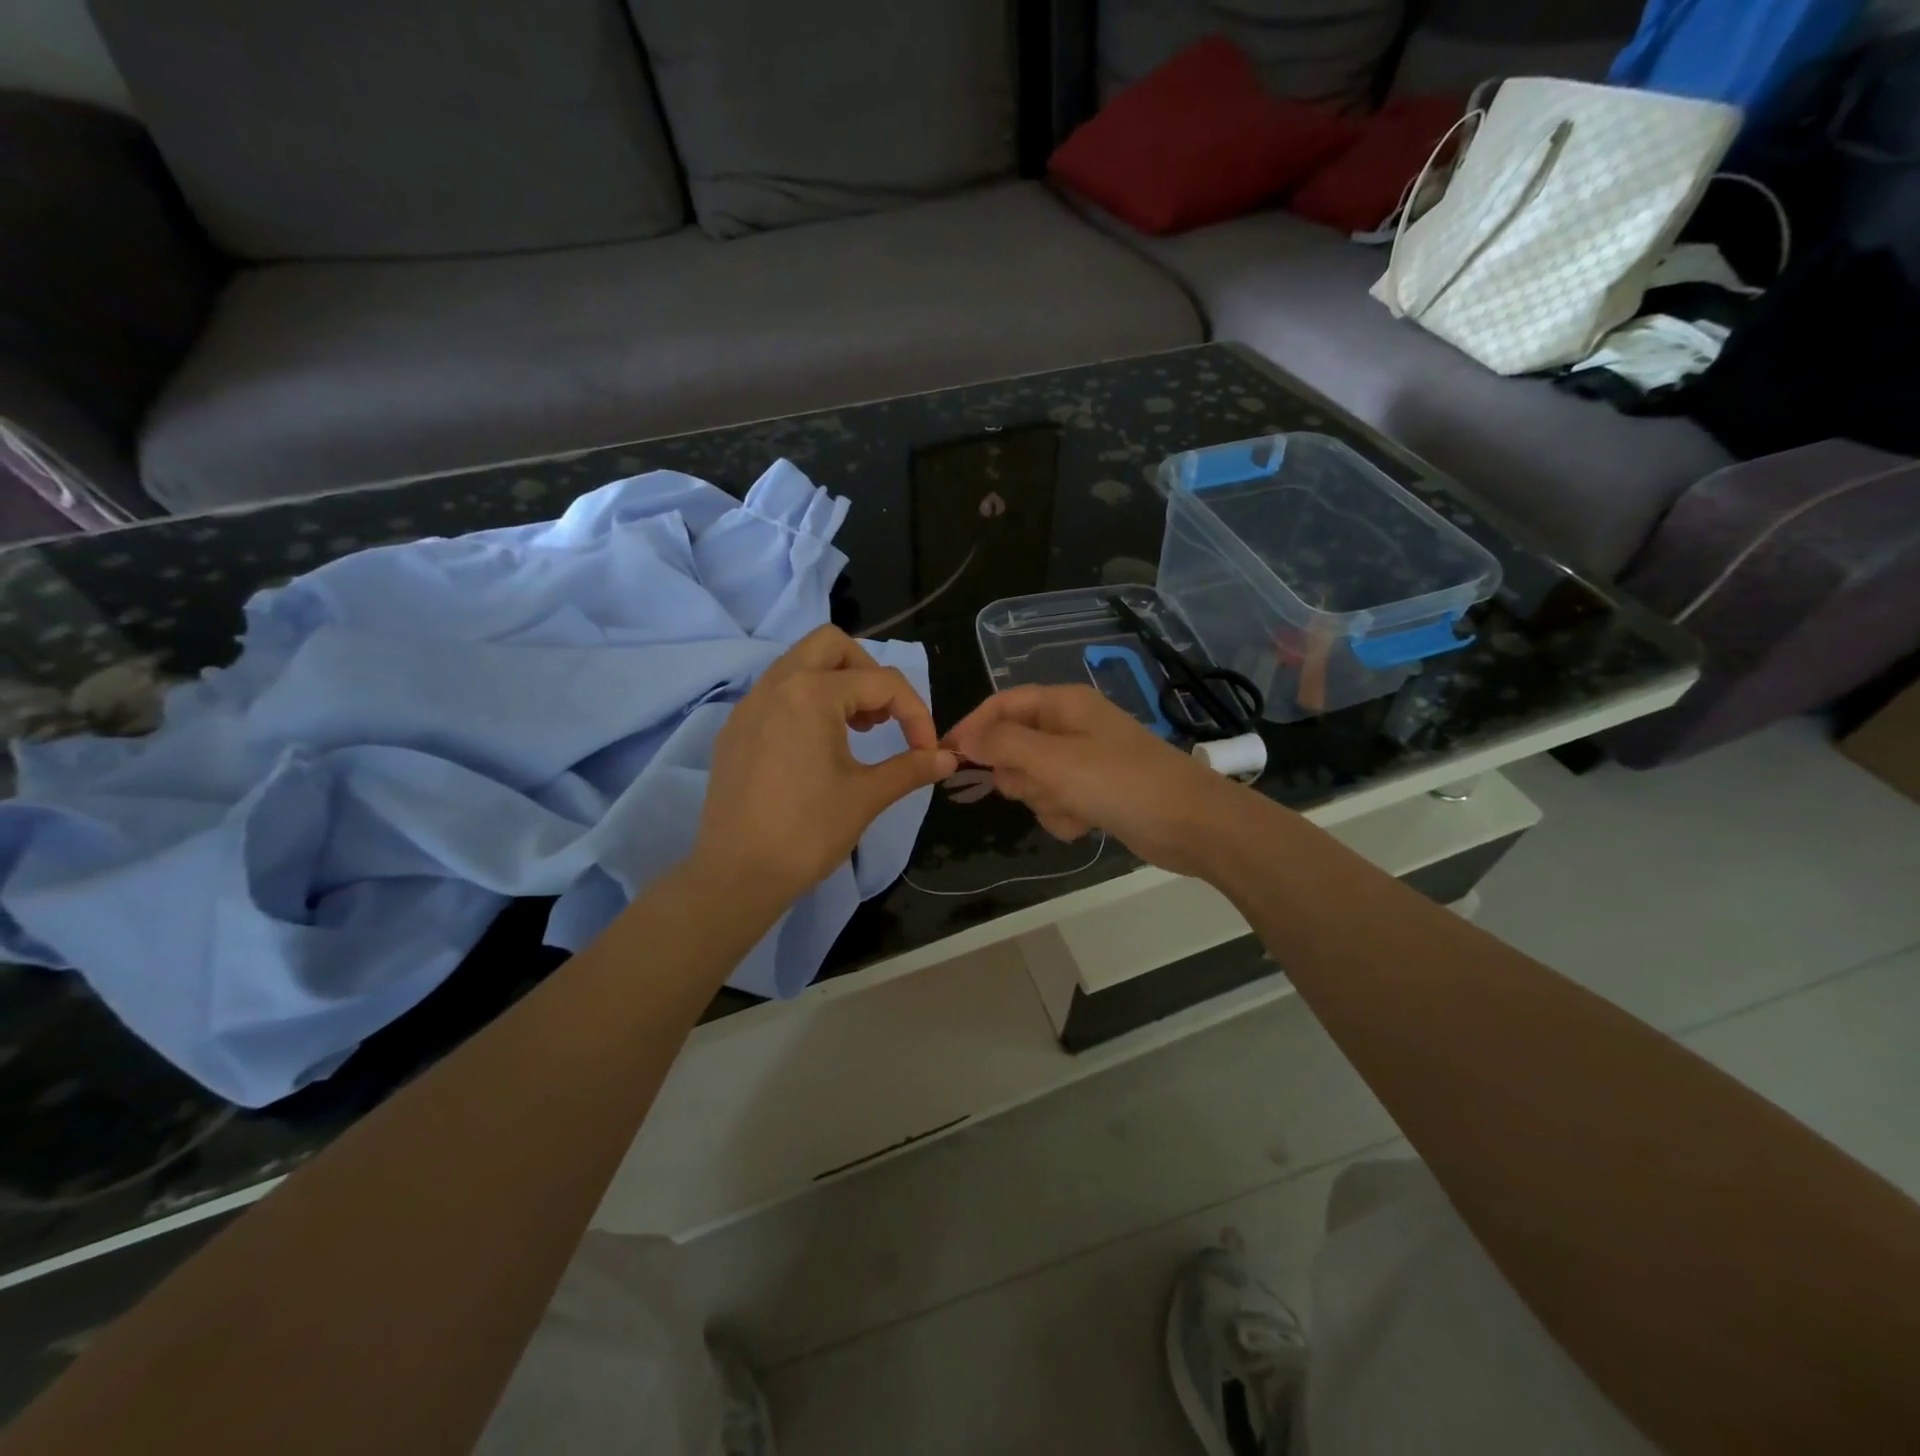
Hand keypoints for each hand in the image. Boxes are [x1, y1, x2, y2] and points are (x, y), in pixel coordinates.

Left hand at [695, 626, 956, 908]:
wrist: (737, 874)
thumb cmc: (807, 832)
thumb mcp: (867, 796)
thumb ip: (911, 768)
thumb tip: (948, 758)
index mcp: (812, 694)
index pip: (882, 683)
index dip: (915, 714)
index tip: (926, 751)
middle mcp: (776, 685)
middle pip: (832, 645)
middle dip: (868, 672)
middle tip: (883, 715)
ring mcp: (748, 706)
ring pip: (799, 664)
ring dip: (836, 683)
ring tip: (856, 730)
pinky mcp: (734, 730)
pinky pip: (776, 693)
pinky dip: (805, 702)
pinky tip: (815, 748)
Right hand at [943, 685, 1240, 877]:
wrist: (1189, 823)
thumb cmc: (1118, 782)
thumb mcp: (1052, 760)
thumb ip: (1002, 745)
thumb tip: (963, 738)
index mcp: (1063, 704)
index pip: (1002, 705)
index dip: (972, 727)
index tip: (946, 757)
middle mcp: (1071, 726)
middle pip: (1014, 746)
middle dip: (1020, 774)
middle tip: (1038, 785)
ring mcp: (1084, 761)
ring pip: (1034, 780)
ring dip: (1044, 800)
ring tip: (1072, 807)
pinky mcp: (1095, 792)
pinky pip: (1057, 802)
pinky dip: (1064, 816)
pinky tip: (1086, 824)